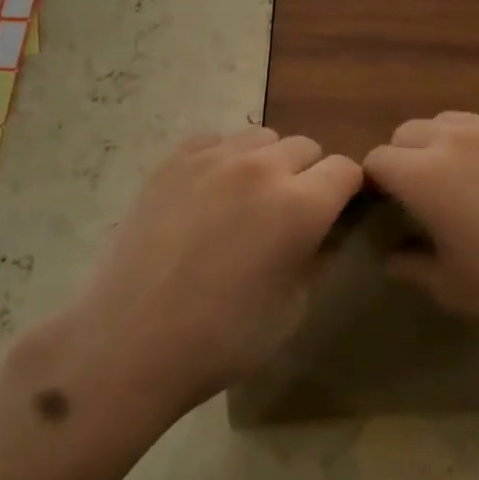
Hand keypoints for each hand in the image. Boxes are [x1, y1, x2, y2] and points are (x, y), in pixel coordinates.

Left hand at [48, 128, 362, 419]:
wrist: (131, 341)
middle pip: (305, 146)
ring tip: (247, 200)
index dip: (347, 191)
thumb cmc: (223, 339)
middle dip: (309, 175)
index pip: (346, 170)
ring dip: (267, 162)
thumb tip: (327, 231)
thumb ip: (319, 257)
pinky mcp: (172, 161)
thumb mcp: (293, 309)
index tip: (336, 213)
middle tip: (289, 213)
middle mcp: (261, 167)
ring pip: (261, 138)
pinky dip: (224, 159)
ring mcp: (212, 158)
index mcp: (300, 205)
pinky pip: (214, 142)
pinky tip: (208, 195)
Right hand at [363, 108, 478, 364]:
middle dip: (405, 159)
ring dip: (444, 145)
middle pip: (410, 132)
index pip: (377, 160)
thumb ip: (412, 267)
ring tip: (467, 181)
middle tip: (424, 198)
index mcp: (424, 174)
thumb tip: (393, 255)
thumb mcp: (454, 292)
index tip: (385, 209)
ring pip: (453, 121)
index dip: (374, 184)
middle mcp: (457, 137)